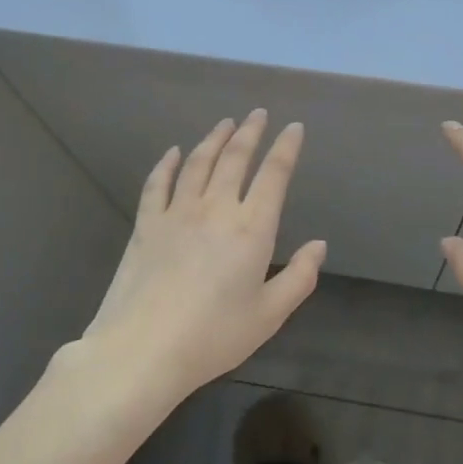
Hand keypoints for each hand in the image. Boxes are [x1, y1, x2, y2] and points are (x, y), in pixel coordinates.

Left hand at [84, 110, 324, 404]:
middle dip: (250, 132)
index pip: (274, 175)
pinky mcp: (146, 224)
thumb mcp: (269, 315)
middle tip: (258, 113)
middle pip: (235, 158)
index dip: (286, 147)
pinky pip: (157, 183)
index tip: (294, 127)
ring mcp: (177, 212)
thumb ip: (299, 277)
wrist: (143, 349)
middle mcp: (216, 208)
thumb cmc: (214, 336)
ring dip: (214, 139)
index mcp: (252, 228)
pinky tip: (173, 152)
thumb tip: (319, 245)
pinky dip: (167, 163)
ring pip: (198, 162)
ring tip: (225, 123)